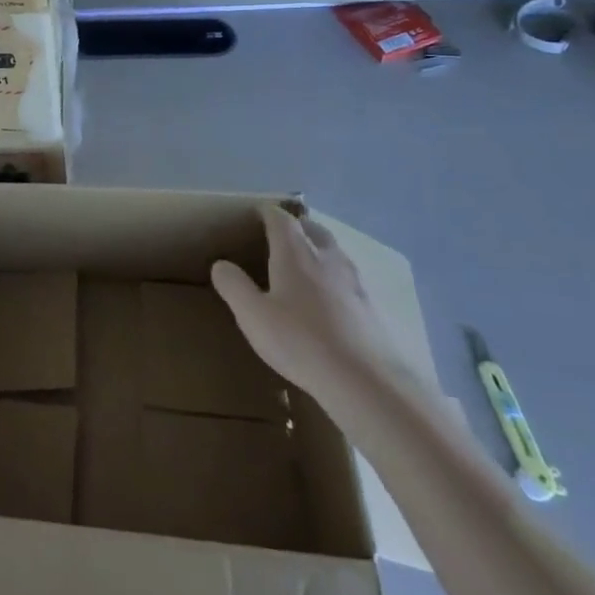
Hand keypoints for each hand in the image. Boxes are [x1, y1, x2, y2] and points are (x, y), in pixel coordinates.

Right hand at [210, 206, 403, 404]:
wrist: (366, 381)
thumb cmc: (301, 341)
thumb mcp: (252, 315)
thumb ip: (233, 285)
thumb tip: (221, 265)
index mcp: (295, 252)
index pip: (280, 218)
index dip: (267, 213)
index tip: (256, 214)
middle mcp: (327, 257)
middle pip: (312, 228)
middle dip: (296, 227)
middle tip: (280, 236)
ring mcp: (355, 281)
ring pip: (334, 251)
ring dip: (318, 249)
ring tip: (304, 264)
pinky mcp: (372, 306)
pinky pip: (348, 278)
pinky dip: (334, 277)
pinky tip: (329, 300)